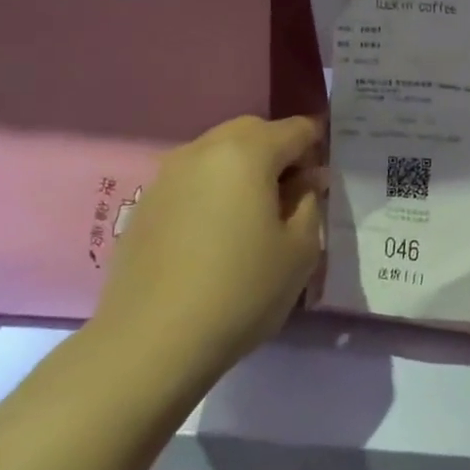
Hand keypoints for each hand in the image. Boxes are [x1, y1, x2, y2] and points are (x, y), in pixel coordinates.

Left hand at [90, 115, 324, 384]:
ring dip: (244, 171)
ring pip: (218, 155)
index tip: (325, 182)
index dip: (318, 148)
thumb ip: (309, 203)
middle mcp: (202, 150)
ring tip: (255, 217)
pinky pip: (192, 182)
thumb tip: (305, 181)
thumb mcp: (301, 250)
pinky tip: (218, 236)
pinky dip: (213, 192)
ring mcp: (167, 176)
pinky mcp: (145, 205)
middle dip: (279, 154)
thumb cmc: (242, 290)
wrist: (153, 340)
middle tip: (294, 197)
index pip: (295, 129)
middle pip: (252, 133)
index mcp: (246, 152)